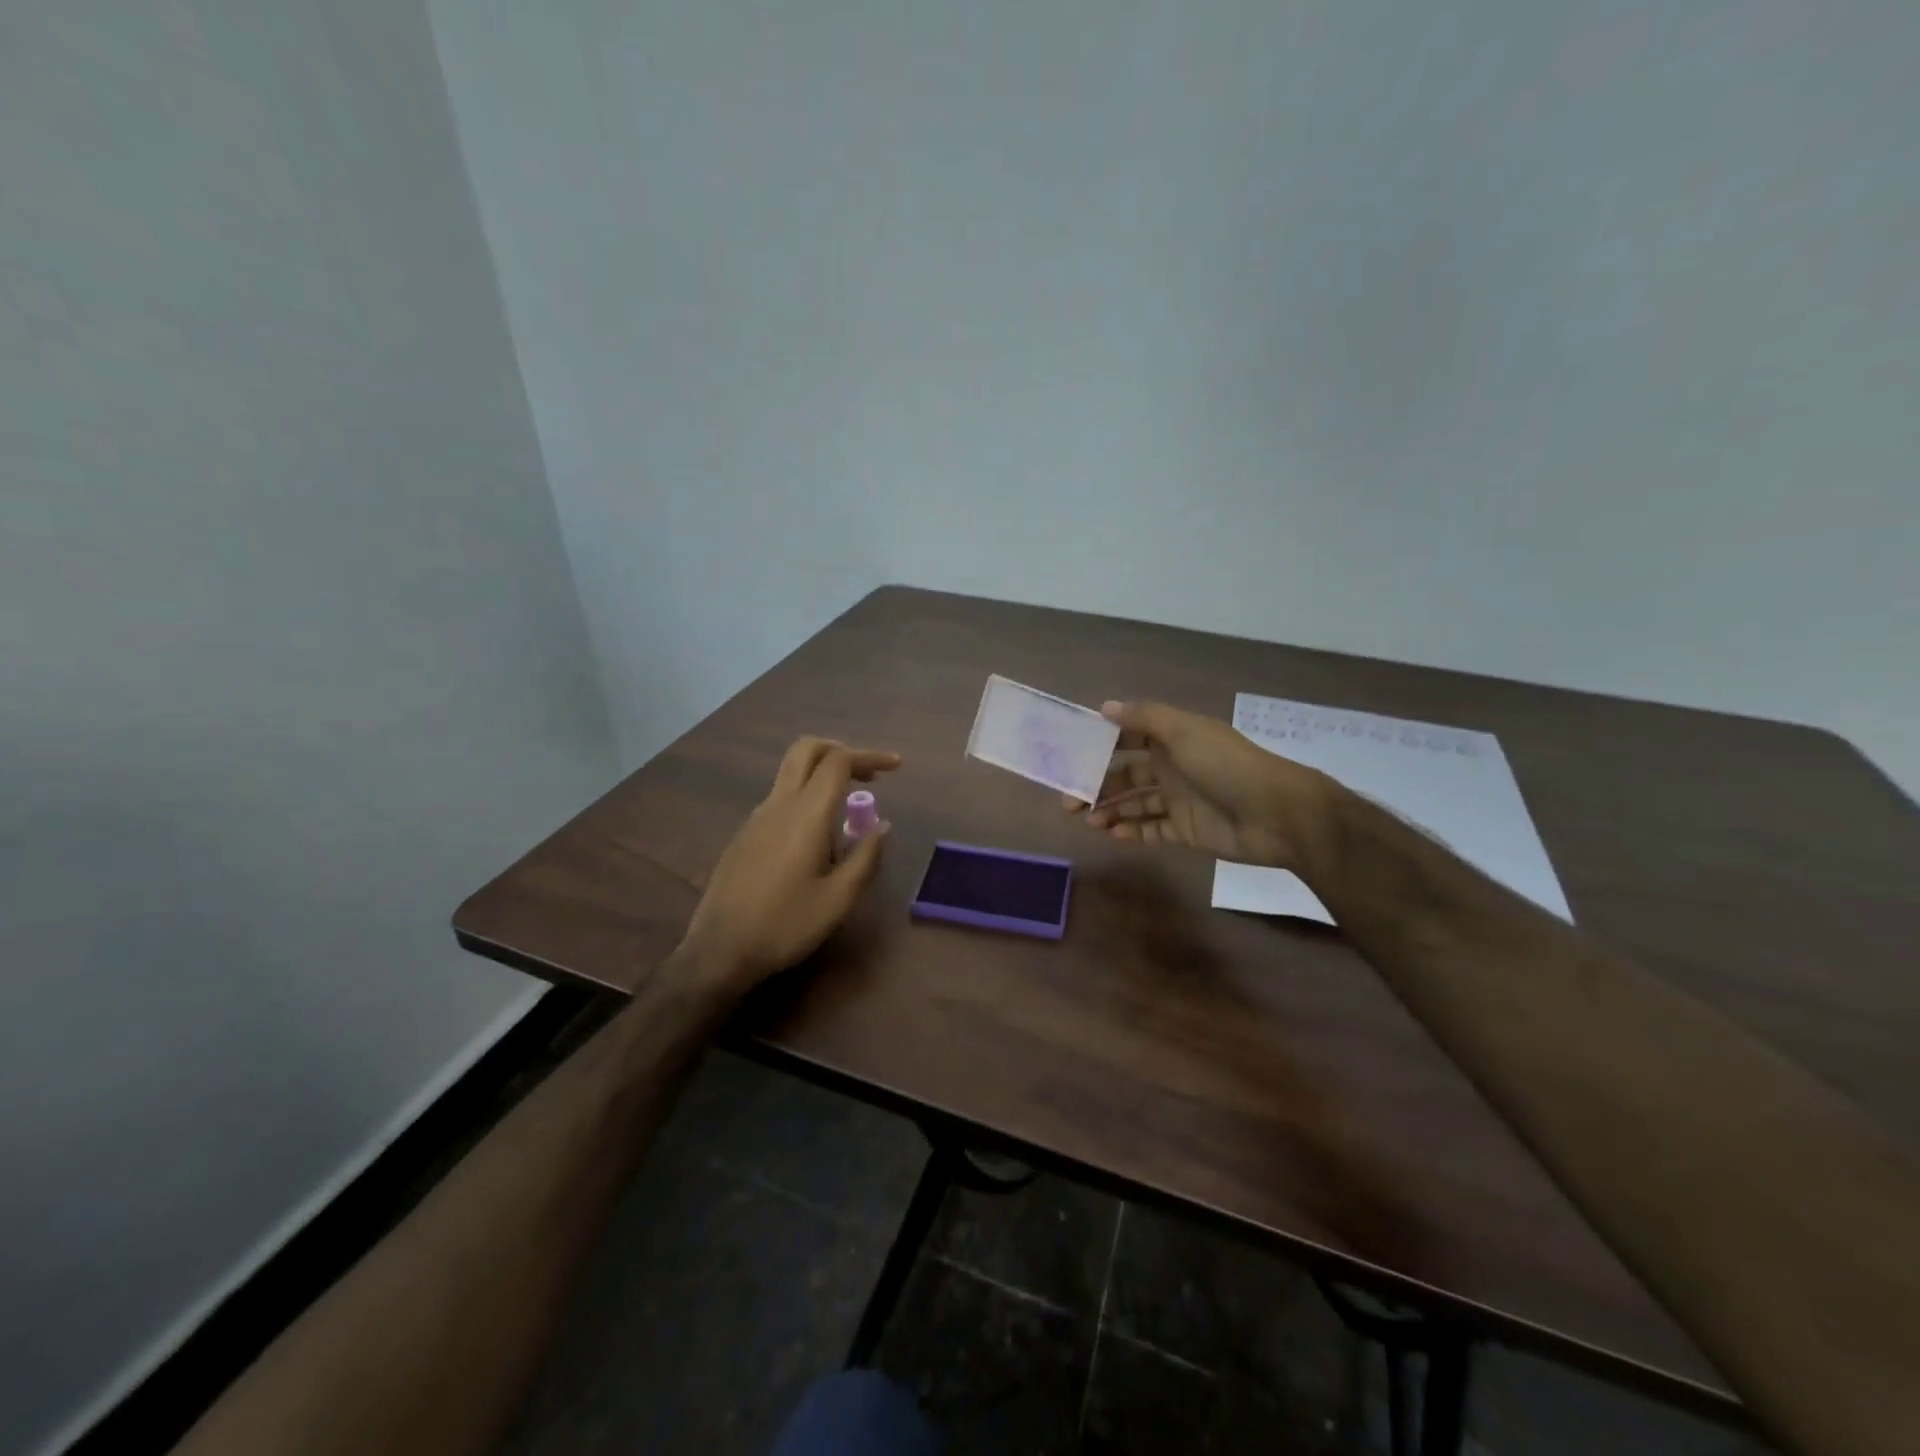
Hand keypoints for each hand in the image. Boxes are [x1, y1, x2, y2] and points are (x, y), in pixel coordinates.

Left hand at [683, 737, 897, 993]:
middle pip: (806, 750)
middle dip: (840, 751)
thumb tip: (883, 825)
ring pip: (791, 773)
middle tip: (868, 775)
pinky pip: (781, 799)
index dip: (870, 756)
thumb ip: (866, 857)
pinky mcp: (745, 834)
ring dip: (823, 776)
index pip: (838, 761)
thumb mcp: (838, 899)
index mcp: (806, 814)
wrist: (719, 950)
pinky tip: (817, 840)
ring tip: (848, 815)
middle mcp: (779, 804)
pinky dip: (806, 798)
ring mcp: (757, 817)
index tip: (896, 767)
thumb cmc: (785, 925)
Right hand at [1063, 701, 1328, 870]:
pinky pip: (1151, 830)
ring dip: (1108, 810)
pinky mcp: (1186, 830)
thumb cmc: (1227, 766)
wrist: (1277, 815)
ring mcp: (1178, 799)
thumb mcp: (1184, 732)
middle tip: (1068, 799)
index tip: (1069, 754)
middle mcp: (1171, 766)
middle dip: (1096, 783)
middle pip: (1125, 774)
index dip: (1099, 744)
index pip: (1127, 737)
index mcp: (1171, 739)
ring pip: (1134, 803)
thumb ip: (1144, 718)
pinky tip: (1111, 834)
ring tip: (1086, 819)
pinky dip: (1131, 832)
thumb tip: (1104, 707)